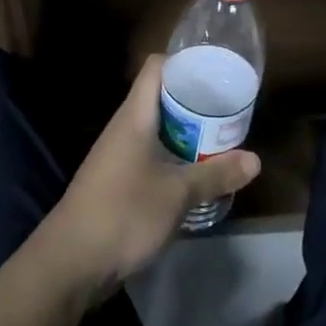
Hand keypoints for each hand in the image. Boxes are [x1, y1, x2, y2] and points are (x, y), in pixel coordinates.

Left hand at [40, 56, 261, 297]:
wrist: (70, 263)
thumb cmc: (124, 213)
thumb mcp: (177, 194)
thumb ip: (215, 174)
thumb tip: (255, 159)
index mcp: (134, 116)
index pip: (157, 68)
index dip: (185, 62)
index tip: (218, 70)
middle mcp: (124, 129)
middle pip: (161, 98)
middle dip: (195, 102)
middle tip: (230, 110)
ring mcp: (118, 156)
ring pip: (157, 131)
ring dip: (186, 134)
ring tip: (221, 139)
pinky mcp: (117, 182)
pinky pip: (151, 157)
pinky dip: (174, 158)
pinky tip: (196, 174)